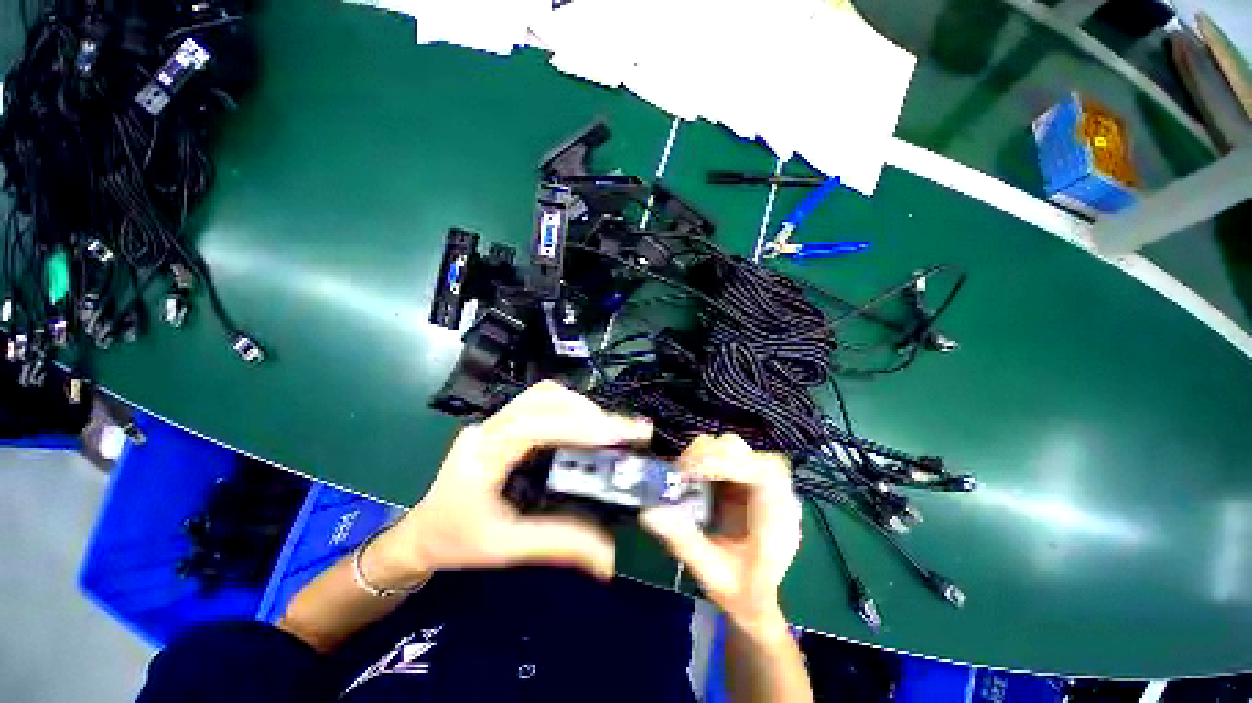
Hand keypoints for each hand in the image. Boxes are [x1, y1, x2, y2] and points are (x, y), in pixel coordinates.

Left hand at [366, 381, 652, 587]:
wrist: (420, 533)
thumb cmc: (457, 542)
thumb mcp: (507, 549)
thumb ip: (559, 545)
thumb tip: (609, 557)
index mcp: (482, 456)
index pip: (533, 426)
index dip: (576, 426)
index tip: (614, 436)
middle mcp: (488, 427)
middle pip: (543, 399)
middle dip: (587, 413)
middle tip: (621, 433)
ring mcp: (494, 420)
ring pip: (544, 394)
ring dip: (580, 406)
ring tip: (608, 430)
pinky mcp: (503, 421)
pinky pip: (541, 401)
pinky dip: (569, 408)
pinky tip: (585, 426)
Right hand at [641, 434, 801, 634]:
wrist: (756, 598)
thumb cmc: (742, 592)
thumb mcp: (713, 575)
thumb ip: (684, 542)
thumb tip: (649, 511)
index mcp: (778, 514)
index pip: (760, 471)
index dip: (725, 464)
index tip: (690, 474)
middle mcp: (773, 489)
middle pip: (741, 450)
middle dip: (706, 457)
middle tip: (679, 477)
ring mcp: (757, 481)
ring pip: (728, 446)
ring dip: (700, 456)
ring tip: (681, 478)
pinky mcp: (741, 478)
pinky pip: (720, 455)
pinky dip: (700, 460)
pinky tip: (688, 478)